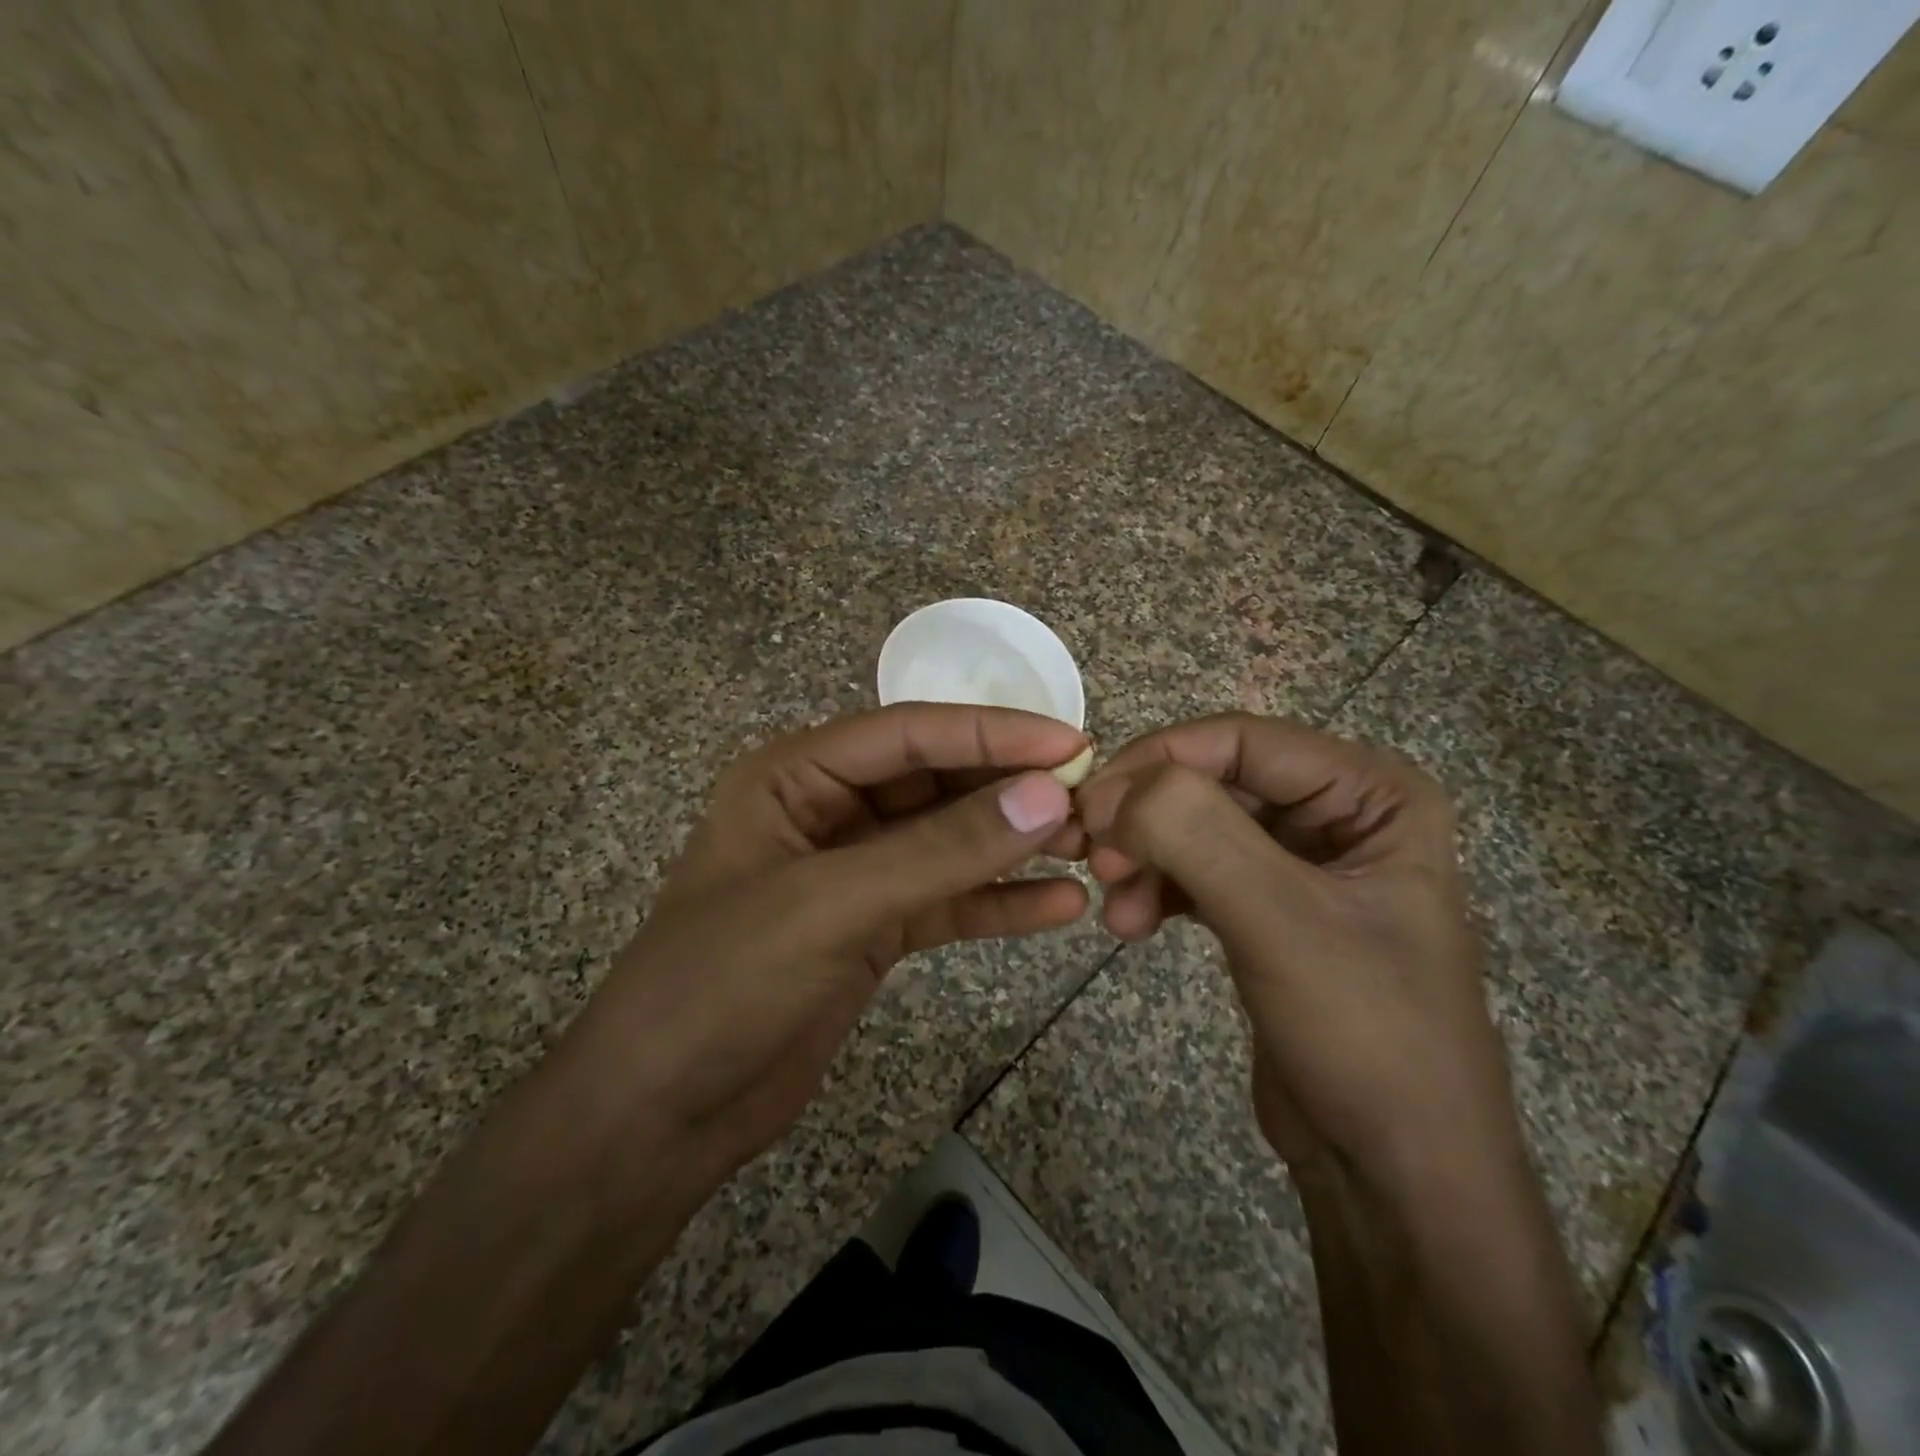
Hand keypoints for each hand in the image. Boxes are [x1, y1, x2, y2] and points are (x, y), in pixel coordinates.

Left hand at [561, 704, 1090, 1189]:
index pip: (910, 735)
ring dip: (1014, 843)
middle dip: (1010, 790)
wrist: (660, 1114)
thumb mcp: (831, 904)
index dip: (992, 734)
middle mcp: (828, 810)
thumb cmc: (722, 984)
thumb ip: (941, 851)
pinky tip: (1059, 908)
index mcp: (796, 775)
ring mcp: (854, 872)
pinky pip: (947, 902)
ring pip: (948, 842)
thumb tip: (1047, 795)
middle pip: (936, 783)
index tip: (1072, 744)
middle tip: (1093, 799)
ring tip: (1088, 847)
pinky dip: (998, 903)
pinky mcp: (873, 929)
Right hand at [1075, 713, 1521, 1197]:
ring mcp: (1300, 862)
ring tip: (1116, 910)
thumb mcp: (1281, 922)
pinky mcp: (1266, 907)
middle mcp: (1338, 813)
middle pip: (1213, 781)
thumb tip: (1113, 789)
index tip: (1092, 805)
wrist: (1394, 1171)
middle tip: (1093, 858)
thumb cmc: (1365, 1035)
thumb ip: (1199, 835)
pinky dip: (1156, 888)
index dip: (1159, 760)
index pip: (1242, 740)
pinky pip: (1196, 871)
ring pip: (1195, 827)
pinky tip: (1130, 923)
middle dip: (1147, 818)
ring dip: (1145, 858)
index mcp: (1371, 792)